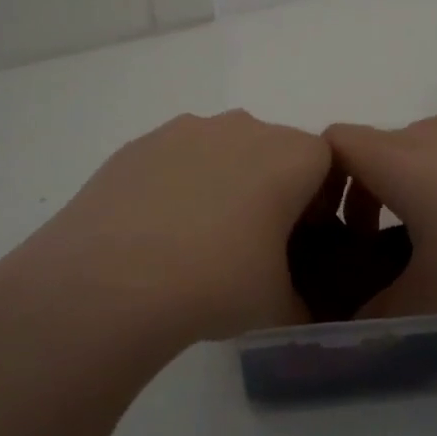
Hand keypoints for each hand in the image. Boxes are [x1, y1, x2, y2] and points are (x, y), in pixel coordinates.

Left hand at [0, 110, 331, 354]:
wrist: (109, 282)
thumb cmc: (216, 284)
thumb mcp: (279, 306)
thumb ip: (304, 302)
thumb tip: (297, 307)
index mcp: (291, 156)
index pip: (327, 163)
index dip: (319, 201)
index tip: (300, 240)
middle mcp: (244, 128)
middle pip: (274, 150)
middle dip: (272, 188)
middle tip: (252, 243)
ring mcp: (187, 130)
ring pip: (224, 150)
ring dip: (224, 183)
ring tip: (197, 239)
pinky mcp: (140, 144)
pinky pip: (177, 159)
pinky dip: (178, 185)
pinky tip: (157, 232)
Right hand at [326, 104, 436, 319]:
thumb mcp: (431, 294)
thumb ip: (383, 308)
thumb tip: (358, 323)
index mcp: (398, 160)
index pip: (336, 142)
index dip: (324, 175)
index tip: (339, 222)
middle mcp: (433, 131)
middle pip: (383, 145)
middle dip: (374, 186)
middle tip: (389, 239)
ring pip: (432, 139)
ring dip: (424, 172)